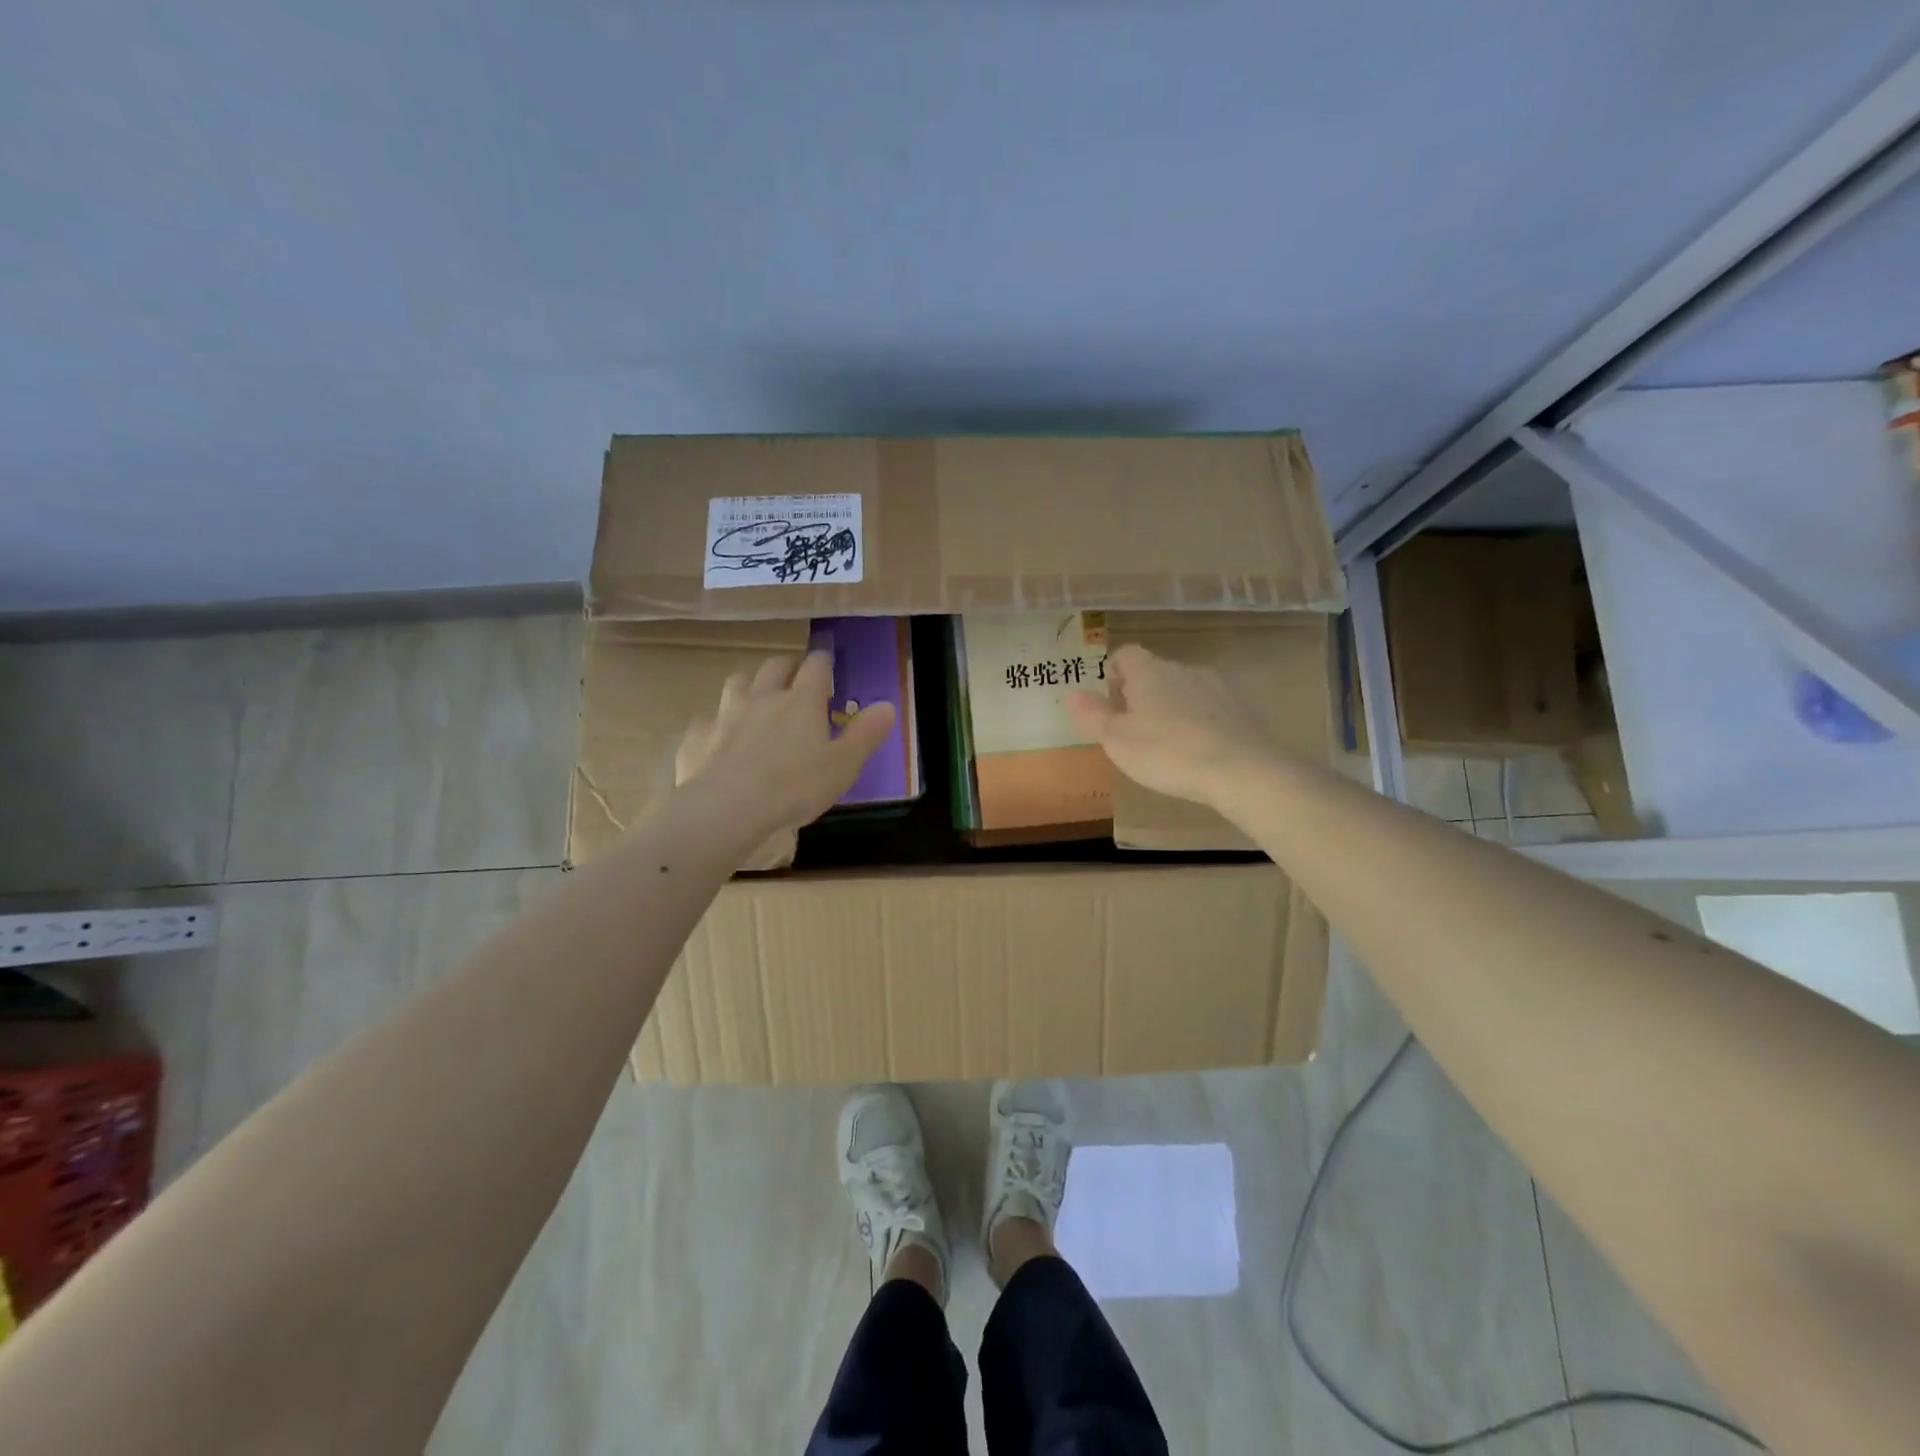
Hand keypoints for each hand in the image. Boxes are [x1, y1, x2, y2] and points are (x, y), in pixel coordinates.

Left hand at [676, 651, 895, 843]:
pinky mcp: (698, 735)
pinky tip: (720, 738)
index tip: (827, 663)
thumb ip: (866, 735)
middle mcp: (763, 696)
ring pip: (738, 682)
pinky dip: (717, 722)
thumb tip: (888, 706)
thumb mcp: (843, 766)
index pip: (816, 666)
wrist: (726, 808)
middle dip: (788, 665)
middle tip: (796, 676)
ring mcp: (726, 712)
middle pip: (775, 665)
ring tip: (757, 699)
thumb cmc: (794, 787)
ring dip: (750, 684)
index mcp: (802, 701)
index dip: (824, 661)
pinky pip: (708, 719)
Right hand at [1066, 643, 1274, 806]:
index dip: (1113, 671)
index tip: (1108, 697)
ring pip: (1184, 690)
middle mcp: (1184, 670)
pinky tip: (1196, 752)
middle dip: (1141, 694)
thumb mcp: (1117, 740)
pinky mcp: (1241, 711)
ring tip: (1164, 743)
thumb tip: (1072, 693)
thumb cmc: (1167, 752)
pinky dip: (1198, 723)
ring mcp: (1217, 688)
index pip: (1126, 654)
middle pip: (1155, 672)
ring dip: (1171, 708)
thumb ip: (1093, 715)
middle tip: (1130, 728)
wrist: (1241, 771)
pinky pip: (1210, 710)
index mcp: (1150, 672)